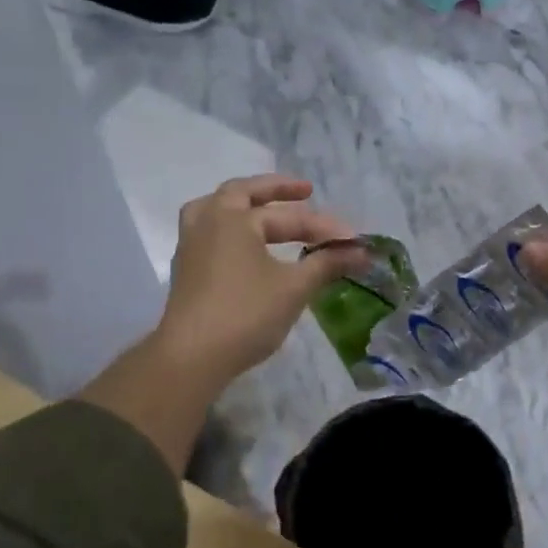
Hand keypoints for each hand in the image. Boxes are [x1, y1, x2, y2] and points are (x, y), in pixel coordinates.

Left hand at [154, 174, 364, 387]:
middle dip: (276, 190)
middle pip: (242, 194)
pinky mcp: (187, 270)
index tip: (353, 240)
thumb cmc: (246, 314)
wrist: (192, 357)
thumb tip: (361, 252)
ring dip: (243, 205)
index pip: (288, 217)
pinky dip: (232, 228)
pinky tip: (248, 245)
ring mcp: (191, 246)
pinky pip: (210, 233)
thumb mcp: (294, 288)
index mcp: (233, 219)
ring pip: (216, 210)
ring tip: (263, 208)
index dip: (324, 227)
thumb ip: (327, 264)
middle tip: (305, 192)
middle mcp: (208, 223)